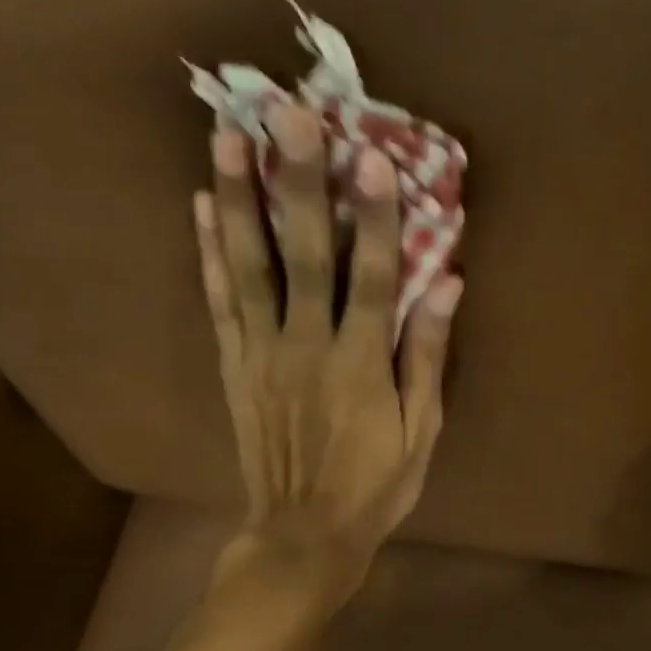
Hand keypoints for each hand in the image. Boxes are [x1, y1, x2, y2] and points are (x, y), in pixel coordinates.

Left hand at [193, 100, 460, 610]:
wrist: (303, 534)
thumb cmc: (376, 485)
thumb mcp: (422, 431)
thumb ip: (428, 355)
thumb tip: (448, 284)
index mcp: (361, 364)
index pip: (374, 277)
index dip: (376, 216)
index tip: (371, 155)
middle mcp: (306, 346)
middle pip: (303, 254)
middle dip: (297, 182)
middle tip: (286, 116)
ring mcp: (261, 352)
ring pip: (248, 266)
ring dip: (237, 200)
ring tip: (226, 137)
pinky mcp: (234, 364)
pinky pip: (219, 300)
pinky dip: (209, 251)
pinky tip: (201, 204)